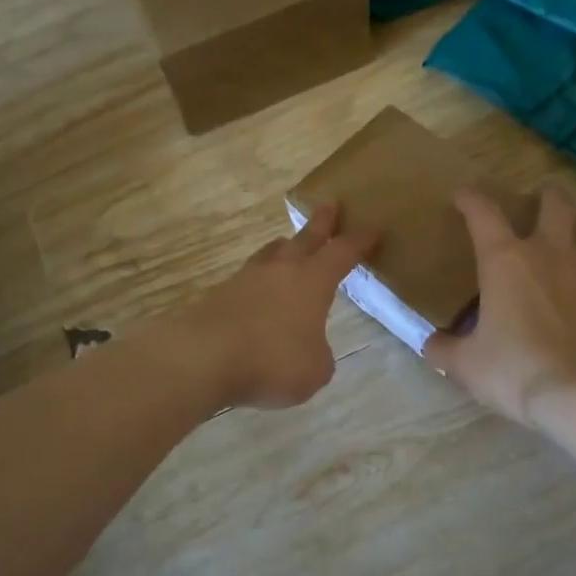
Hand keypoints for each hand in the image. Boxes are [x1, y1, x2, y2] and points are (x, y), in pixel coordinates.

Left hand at [173, 202, 379, 410]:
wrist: (203, 357)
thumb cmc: (272, 361)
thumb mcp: (314, 370)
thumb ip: (318, 355)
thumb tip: (309, 348)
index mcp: (312, 282)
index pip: (342, 253)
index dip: (359, 241)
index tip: (372, 228)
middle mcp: (280, 271)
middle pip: (304, 239)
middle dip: (321, 224)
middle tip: (330, 206)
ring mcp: (245, 280)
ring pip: (270, 255)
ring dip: (284, 248)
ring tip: (287, 244)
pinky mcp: (219, 296)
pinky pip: (246, 282)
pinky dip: (258, 284)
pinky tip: (257, 295)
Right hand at [424, 185, 575, 428]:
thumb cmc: (515, 369)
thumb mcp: (466, 364)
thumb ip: (444, 349)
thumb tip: (432, 343)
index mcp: (505, 260)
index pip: (484, 213)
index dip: (471, 198)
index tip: (461, 195)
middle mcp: (547, 255)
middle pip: (554, 204)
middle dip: (544, 194)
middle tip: (535, 194)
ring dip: (571, 219)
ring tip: (561, 225)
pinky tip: (572, 277)